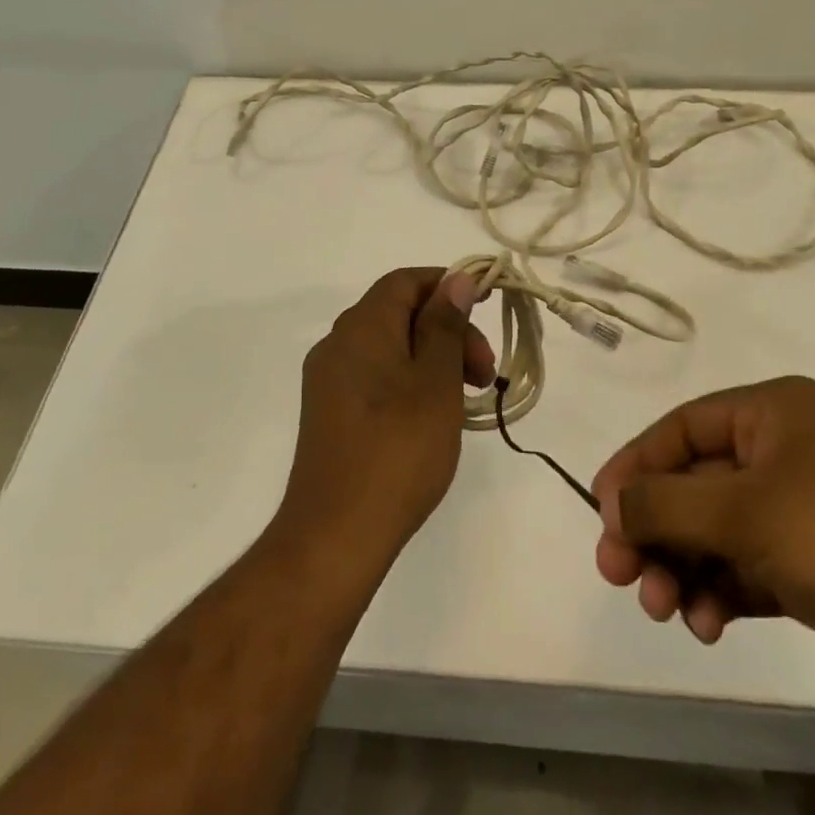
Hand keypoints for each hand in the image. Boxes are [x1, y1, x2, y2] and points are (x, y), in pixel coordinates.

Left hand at [277, 267, 494, 563]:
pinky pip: (375, 376)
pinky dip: (410, 381)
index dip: (448, 285)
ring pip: (390, 347)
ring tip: (467, 398)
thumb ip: (445, 325)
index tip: (486, 308)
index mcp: (361, 326)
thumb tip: (456, 279)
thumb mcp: (436, 382)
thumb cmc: (397, 450)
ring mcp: (329, 380)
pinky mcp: (329, 412)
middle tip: (485, 374)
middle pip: (400, 313)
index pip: (406, 281)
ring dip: (433, 359)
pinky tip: (433, 416)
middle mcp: (338, 343)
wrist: (335, 535)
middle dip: (448, 331)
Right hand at [592, 376, 814, 711]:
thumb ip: (666, 504)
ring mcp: (800, 511)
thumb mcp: (745, 510)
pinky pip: (745, 569)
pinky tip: (707, 624)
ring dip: (682, 567)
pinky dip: (719, 593)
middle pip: (693, 484)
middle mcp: (782, 452)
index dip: (635, 467)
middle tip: (619, 573)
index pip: (680, 429)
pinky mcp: (814, 566)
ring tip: (665, 609)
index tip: (600, 512)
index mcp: (771, 413)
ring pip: (715, 532)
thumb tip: (611, 501)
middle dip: (654, 528)